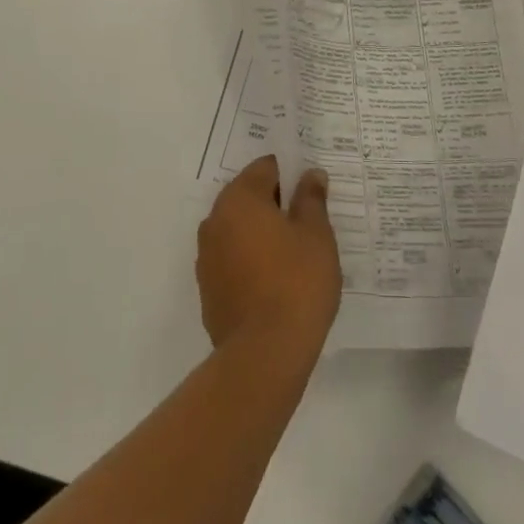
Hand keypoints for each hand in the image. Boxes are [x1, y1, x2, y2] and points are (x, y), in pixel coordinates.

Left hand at [197, 157, 340, 362]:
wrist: (264, 355)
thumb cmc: (296, 283)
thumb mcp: (316, 235)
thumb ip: (311, 199)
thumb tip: (310, 175)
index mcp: (240, 199)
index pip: (266, 168)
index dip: (292, 175)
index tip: (312, 193)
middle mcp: (215, 220)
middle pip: (249, 197)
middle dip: (276, 204)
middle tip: (309, 222)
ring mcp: (207, 256)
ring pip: (239, 229)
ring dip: (262, 233)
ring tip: (296, 254)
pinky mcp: (208, 288)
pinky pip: (233, 259)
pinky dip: (251, 260)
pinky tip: (277, 281)